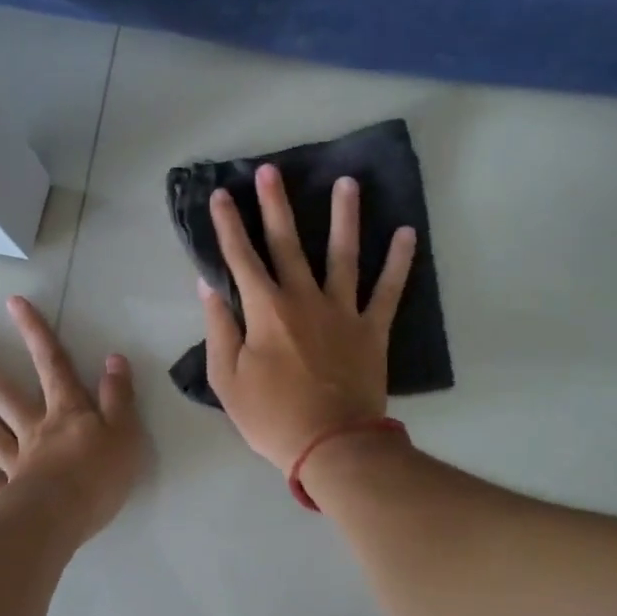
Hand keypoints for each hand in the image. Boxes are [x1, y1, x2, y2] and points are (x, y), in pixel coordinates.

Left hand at [0, 295, 144, 542]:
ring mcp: (14, 462)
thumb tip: (113, 358)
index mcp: (67, 414)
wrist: (65, 519)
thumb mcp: (125, 433)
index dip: (36, 333)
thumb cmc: (100, 477)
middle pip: (3, 392)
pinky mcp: (2, 494)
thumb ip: (118, 396)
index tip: (12, 303)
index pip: (53, 365)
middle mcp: (34, 430)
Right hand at [202, 164, 416, 469]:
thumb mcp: (226, 379)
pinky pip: (389, 290)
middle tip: (271, 170)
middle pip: (288, 244)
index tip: (220, 196)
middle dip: (275, 206)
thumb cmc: (271, 417)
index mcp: (266, 311)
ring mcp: (343, 311)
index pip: (241, 259)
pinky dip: (399, 263)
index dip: (228, 226)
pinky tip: (407, 233)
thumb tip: (209, 287)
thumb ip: (218, 329)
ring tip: (347, 183)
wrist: (332, 445)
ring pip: (344, 254)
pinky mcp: (373, 330)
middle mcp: (304, 299)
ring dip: (344, 217)